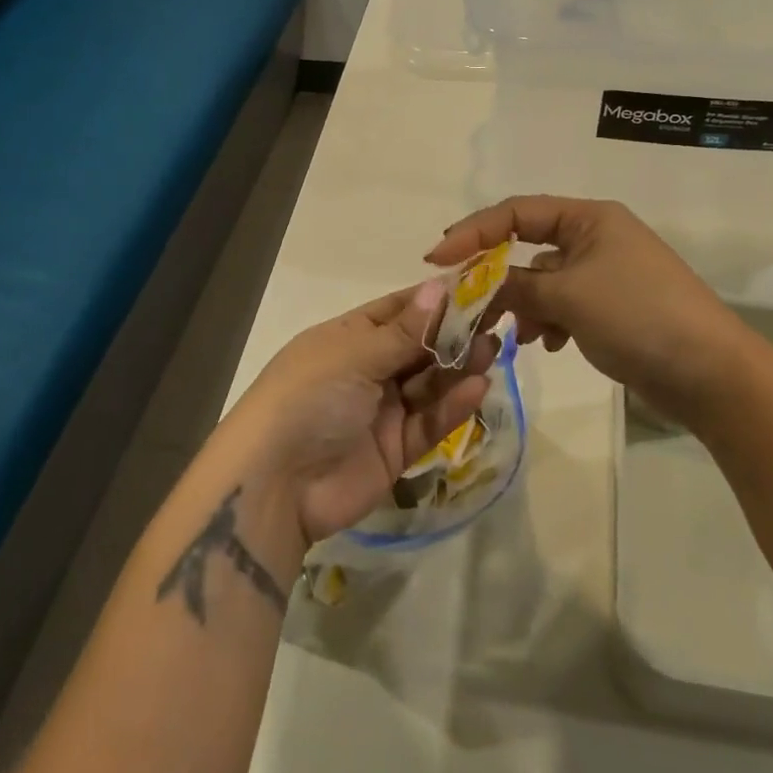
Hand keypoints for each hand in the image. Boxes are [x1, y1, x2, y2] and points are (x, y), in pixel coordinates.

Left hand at [222, 282, 499, 548]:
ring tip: (492, 350)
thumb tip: (440, 286)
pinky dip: (453, 405)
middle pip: (419, 346)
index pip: (398, 310)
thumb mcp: (355, 355)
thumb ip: (405, 330)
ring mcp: (381, 410)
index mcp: (348, 338)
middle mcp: (366, 369)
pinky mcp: (396, 450)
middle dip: (454, 334)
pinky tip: (479, 387)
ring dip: (459, 367)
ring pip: (429, 383)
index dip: (435, 299)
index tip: (477, 285)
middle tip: (497, 319)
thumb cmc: (310, 398)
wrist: (275, 487)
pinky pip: (430, 421)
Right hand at [426, 196, 758, 429]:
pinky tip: (552, 345)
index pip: (517, 213)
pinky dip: (551, 321)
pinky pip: (565, 305)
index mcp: (589, 218)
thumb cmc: (638, 316)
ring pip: (545, 281)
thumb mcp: (568, 296)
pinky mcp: (613, 308)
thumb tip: (478, 286)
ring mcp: (607, 274)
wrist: (711, 374)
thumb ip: (515, 287)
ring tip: (522, 335)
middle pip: (529, 247)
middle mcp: (597, 237)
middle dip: (498, 276)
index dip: (473, 231)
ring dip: (526, 305)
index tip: (436, 259)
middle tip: (466, 304)